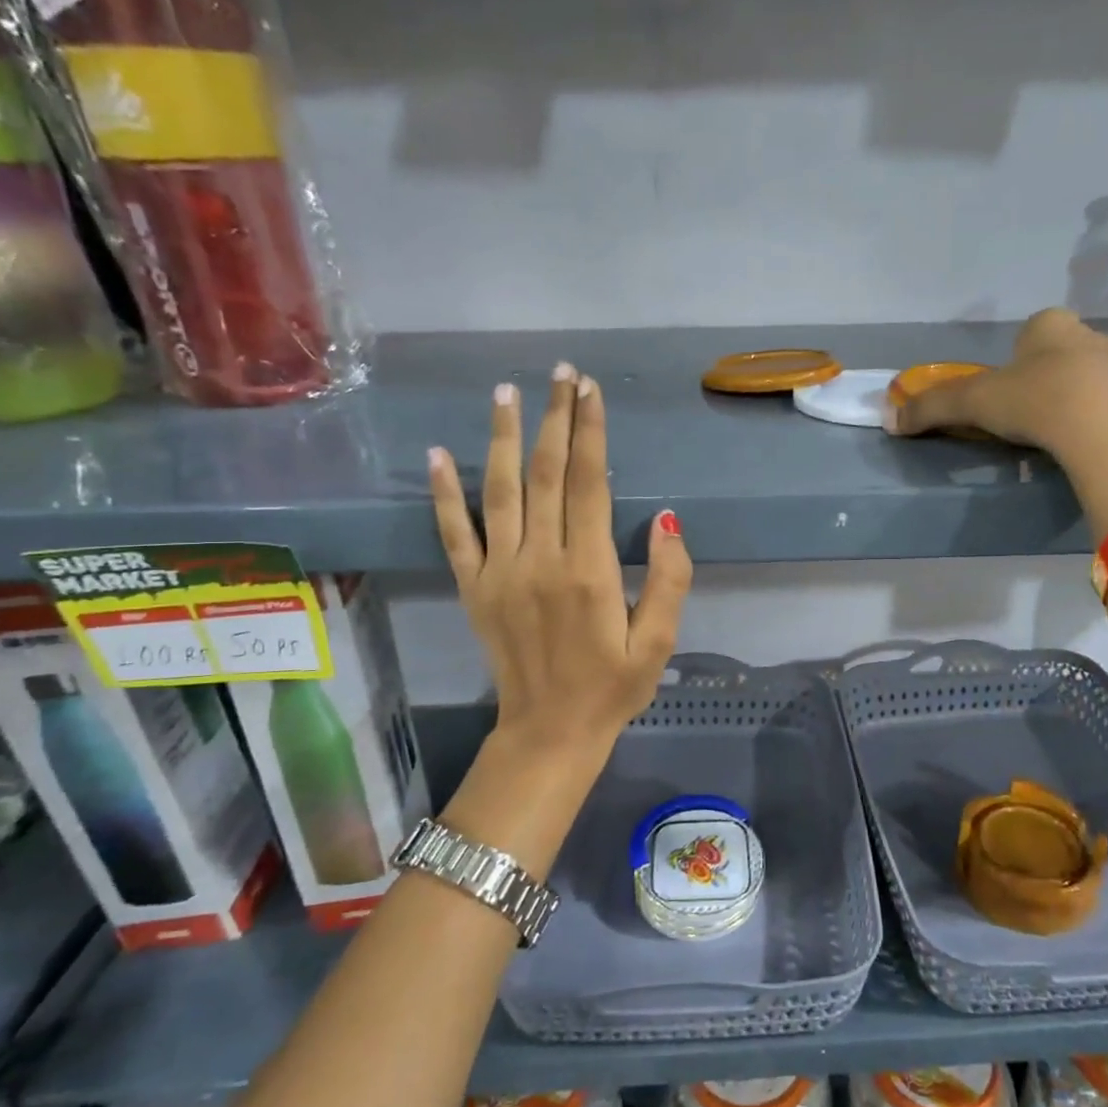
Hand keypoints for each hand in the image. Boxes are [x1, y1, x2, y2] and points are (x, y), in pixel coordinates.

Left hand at [428, 363, 691, 757]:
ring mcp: (499, 572)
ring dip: (504, 437)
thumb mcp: (659, 642)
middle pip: (545, 474)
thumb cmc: (612, 687)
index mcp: (588, 571)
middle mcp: (539, 560)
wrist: (549, 733)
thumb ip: (669, 579)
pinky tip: (438, 454)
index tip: (591, 390)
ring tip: (508, 392)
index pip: (588, 484)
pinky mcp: (474, 588)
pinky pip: (455, 533)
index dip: (590, 433)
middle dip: (555, 418)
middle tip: (561, 373)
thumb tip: (667, 521)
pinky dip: (444, 493)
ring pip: (499, 490)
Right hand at [885, 308, 1107, 453]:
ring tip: (1055, 423)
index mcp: (1051, 324)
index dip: (1015, 356)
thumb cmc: (1033, 401)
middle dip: (1048, 370)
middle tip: (1030, 404)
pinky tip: (1079, 436)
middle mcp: (1090, 335)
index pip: (1030, 330)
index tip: (1005, 386)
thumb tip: (889, 421)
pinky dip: (1094, 414)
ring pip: (1091, 371)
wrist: (1097, 432)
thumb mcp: (971, 403)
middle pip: (1063, 349)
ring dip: (1074, 390)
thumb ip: (930, 408)